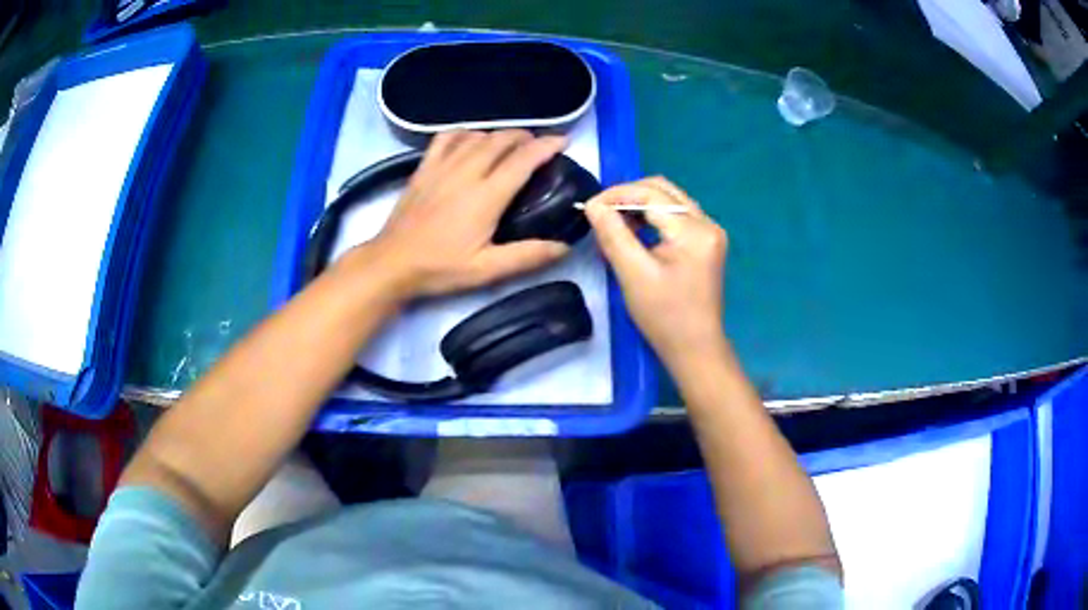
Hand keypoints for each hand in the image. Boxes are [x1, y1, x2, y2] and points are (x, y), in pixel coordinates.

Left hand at [346, 130, 569, 297]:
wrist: (392, 263)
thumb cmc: (440, 268)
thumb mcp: (486, 270)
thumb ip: (527, 256)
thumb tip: (564, 246)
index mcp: (486, 196)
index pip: (523, 159)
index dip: (546, 146)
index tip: (562, 142)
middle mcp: (466, 172)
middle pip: (502, 139)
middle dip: (526, 137)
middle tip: (539, 147)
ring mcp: (442, 166)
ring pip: (478, 135)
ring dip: (499, 134)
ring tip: (511, 144)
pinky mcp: (424, 167)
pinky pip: (447, 137)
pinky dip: (466, 133)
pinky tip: (472, 141)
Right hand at [585, 177, 727, 365]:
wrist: (695, 348)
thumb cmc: (664, 317)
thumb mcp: (633, 275)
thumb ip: (613, 235)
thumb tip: (594, 205)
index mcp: (695, 231)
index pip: (651, 195)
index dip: (617, 195)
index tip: (590, 207)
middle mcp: (708, 224)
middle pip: (663, 190)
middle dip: (628, 196)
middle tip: (601, 213)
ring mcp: (710, 232)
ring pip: (670, 200)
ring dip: (640, 205)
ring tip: (614, 223)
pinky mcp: (706, 242)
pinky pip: (676, 215)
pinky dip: (652, 217)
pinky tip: (634, 232)